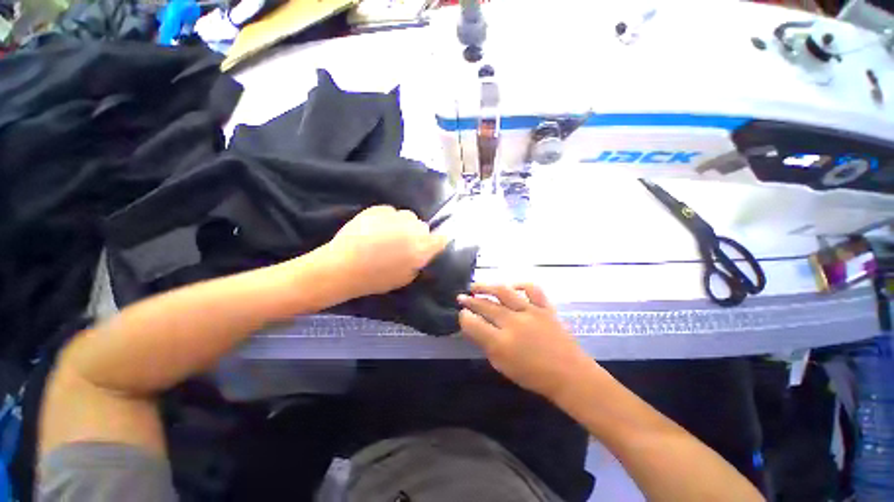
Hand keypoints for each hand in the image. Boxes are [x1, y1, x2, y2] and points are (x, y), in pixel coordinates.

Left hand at [324, 206, 447, 298]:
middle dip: (416, 234)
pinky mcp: (380, 209)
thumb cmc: (376, 278)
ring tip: (387, 234)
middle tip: (403, 243)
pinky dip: (387, 219)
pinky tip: (374, 228)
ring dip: (402, 224)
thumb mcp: (404, 278)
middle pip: (423, 227)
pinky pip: (391, 212)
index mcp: (422, 249)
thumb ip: (418, 263)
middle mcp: (413, 229)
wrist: (344, 266)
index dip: (438, 241)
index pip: (441, 239)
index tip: (432, 245)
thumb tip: (421, 254)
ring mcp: (396, 216)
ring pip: (407, 217)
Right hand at [458, 283, 597, 399]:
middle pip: (485, 305)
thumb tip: (474, 327)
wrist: (569, 375)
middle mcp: (513, 323)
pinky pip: (532, 289)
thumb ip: (486, 344)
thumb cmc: (533, 375)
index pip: (473, 323)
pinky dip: (520, 285)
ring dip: (486, 286)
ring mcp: (530, 312)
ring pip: (503, 292)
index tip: (461, 314)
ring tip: (476, 286)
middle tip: (461, 297)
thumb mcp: (502, 365)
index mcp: (501, 343)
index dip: (464, 317)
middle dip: (470, 300)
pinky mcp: (544, 307)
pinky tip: (511, 286)